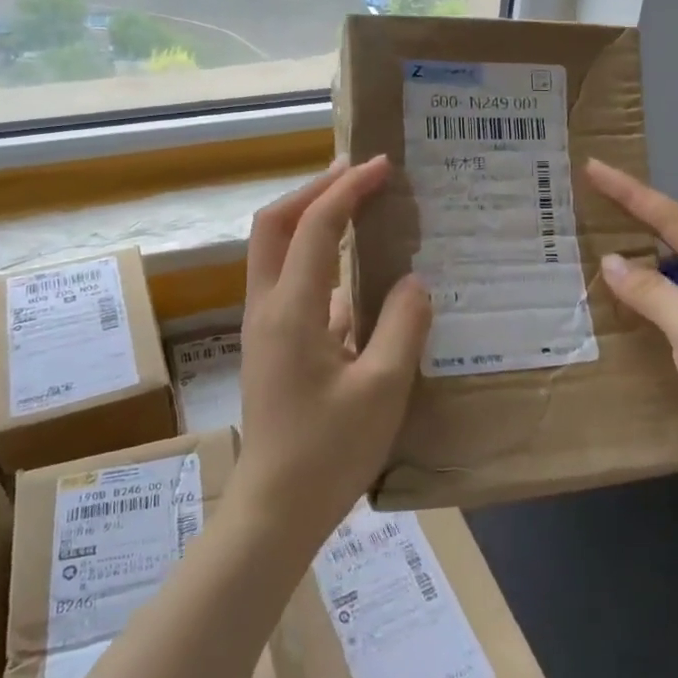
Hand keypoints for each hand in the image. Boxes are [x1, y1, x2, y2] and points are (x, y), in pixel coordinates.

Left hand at [237, 156, 431, 545]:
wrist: (275, 511)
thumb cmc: (329, 452)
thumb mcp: (383, 388)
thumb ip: (403, 325)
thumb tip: (414, 281)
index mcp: (291, 309)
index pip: (315, 225)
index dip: (348, 188)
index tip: (383, 166)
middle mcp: (267, 306)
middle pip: (274, 224)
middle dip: (314, 189)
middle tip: (357, 173)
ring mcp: (264, 326)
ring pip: (275, 251)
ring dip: (311, 219)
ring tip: (357, 208)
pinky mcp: (271, 345)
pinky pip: (289, 282)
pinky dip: (317, 259)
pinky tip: (357, 277)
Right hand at [585, 159, 677, 512]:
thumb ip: (653, 293)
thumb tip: (612, 262)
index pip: (675, 221)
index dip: (633, 194)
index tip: (596, 169)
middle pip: (673, 247)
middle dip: (634, 225)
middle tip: (589, 208)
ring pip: (668, 288)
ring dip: (633, 273)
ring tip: (589, 258)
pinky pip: (666, 325)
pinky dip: (639, 316)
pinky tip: (612, 318)